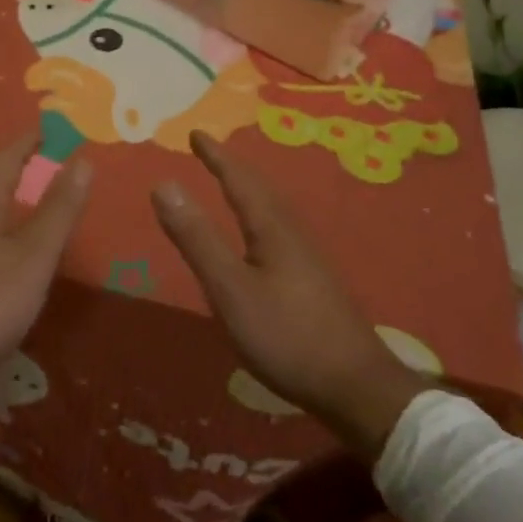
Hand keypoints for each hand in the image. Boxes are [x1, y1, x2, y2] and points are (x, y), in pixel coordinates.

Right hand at [152, 132, 426, 457]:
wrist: (358, 388)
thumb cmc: (287, 336)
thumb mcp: (230, 289)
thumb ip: (196, 238)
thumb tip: (164, 182)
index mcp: (271, 227)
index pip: (238, 179)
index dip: (215, 156)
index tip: (196, 133)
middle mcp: (292, 233)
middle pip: (260, 188)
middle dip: (232, 167)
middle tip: (209, 152)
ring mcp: (308, 258)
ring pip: (273, 209)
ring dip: (249, 189)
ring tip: (231, 184)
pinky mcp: (314, 281)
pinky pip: (279, 228)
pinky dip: (260, 214)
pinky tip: (260, 238)